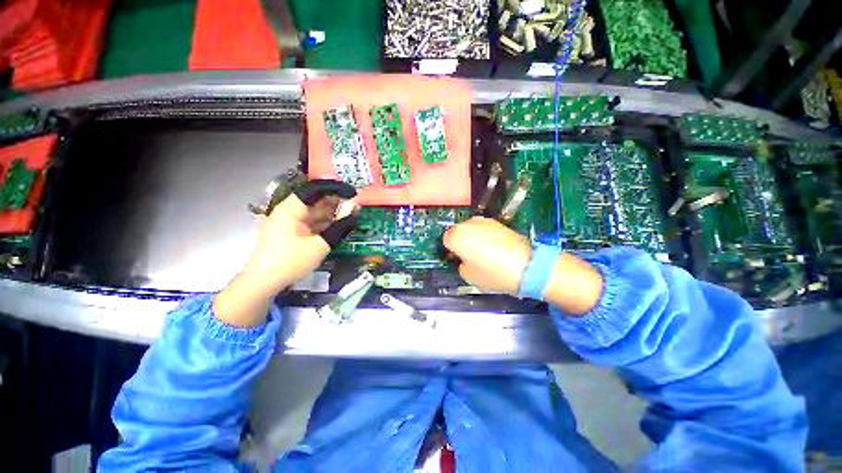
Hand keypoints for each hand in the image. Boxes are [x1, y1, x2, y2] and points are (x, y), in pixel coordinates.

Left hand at [245, 180, 358, 292]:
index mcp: (290, 209)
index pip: (314, 189)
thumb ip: (339, 225)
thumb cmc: (291, 262)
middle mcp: (288, 211)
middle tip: (356, 206)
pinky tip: (338, 225)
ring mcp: (288, 222)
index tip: (353, 193)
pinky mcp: (291, 232)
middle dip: (336, 202)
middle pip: (315, 200)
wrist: (264, 283)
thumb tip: (356, 209)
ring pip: (314, 212)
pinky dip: (324, 223)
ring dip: (332, 214)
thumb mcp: (320, 244)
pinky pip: (311, 222)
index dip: (335, 189)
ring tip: (351, 215)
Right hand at [443, 217, 532, 294]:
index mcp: (456, 236)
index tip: (456, 258)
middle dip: (460, 241)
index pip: (445, 240)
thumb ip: (460, 264)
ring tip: (483, 252)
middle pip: (458, 231)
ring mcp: (485, 221)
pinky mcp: (499, 223)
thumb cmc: (492, 273)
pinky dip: (486, 236)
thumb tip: (464, 259)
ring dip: (473, 238)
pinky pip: (485, 229)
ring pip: (472, 229)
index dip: (450, 250)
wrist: (527, 266)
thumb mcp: (468, 276)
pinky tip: (494, 248)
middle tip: (469, 256)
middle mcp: (468, 224)